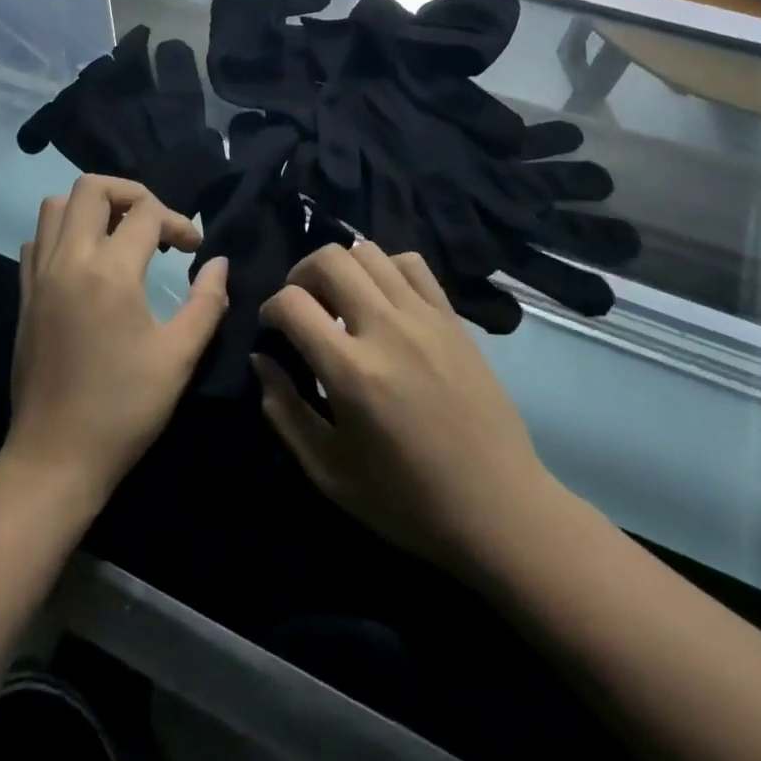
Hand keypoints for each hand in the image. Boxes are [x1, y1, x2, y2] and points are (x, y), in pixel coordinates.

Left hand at [5, 175, 227, 499]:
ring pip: (55, 206)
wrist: (55, 458)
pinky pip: (38, 240)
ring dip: (92, 207)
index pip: (147, 212)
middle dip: (130, 193)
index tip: (194, 250)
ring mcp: (39, 276)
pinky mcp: (24, 295)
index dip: (179, 221)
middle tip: (155, 224)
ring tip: (121, 236)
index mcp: (109, 271)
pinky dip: (63, 233)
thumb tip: (219, 263)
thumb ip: (206, 302)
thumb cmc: (124, 408)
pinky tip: (87, 264)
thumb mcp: (179, 356)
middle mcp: (68, 260)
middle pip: (92, 187)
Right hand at [252, 244, 560, 580]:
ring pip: (369, 252)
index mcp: (352, 371)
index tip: (274, 329)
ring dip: (342, 268)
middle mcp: (387, 329)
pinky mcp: (453, 318)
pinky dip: (386, 268)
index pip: (292, 302)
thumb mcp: (329, 472)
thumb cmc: (408, 501)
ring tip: (341, 300)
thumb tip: (262, 360)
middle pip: (330, 259)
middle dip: (301, 274)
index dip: (270, 309)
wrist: (499, 509)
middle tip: (303, 306)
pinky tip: (383, 299)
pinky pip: (411, 264)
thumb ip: (285, 412)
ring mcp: (425, 318)